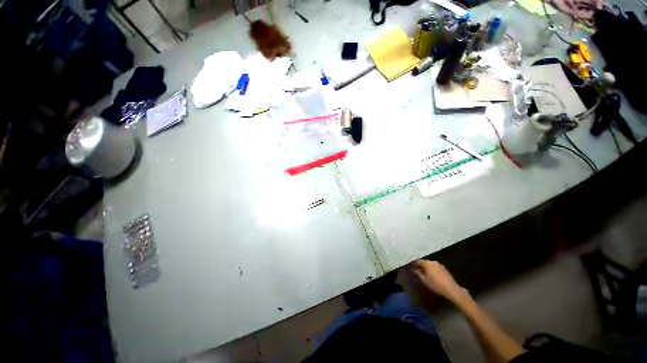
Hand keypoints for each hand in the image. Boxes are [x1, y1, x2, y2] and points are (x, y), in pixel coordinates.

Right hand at [411, 260, 468, 303]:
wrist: (451, 289)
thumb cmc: (436, 284)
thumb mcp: (424, 280)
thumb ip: (418, 273)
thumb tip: (414, 269)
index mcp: (427, 263)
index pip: (418, 261)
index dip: (414, 263)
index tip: (411, 266)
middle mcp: (433, 262)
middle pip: (424, 262)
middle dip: (420, 265)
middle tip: (416, 270)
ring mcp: (440, 265)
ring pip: (430, 264)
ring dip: (426, 267)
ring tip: (424, 273)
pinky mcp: (444, 269)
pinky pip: (435, 267)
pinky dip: (432, 269)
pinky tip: (432, 275)